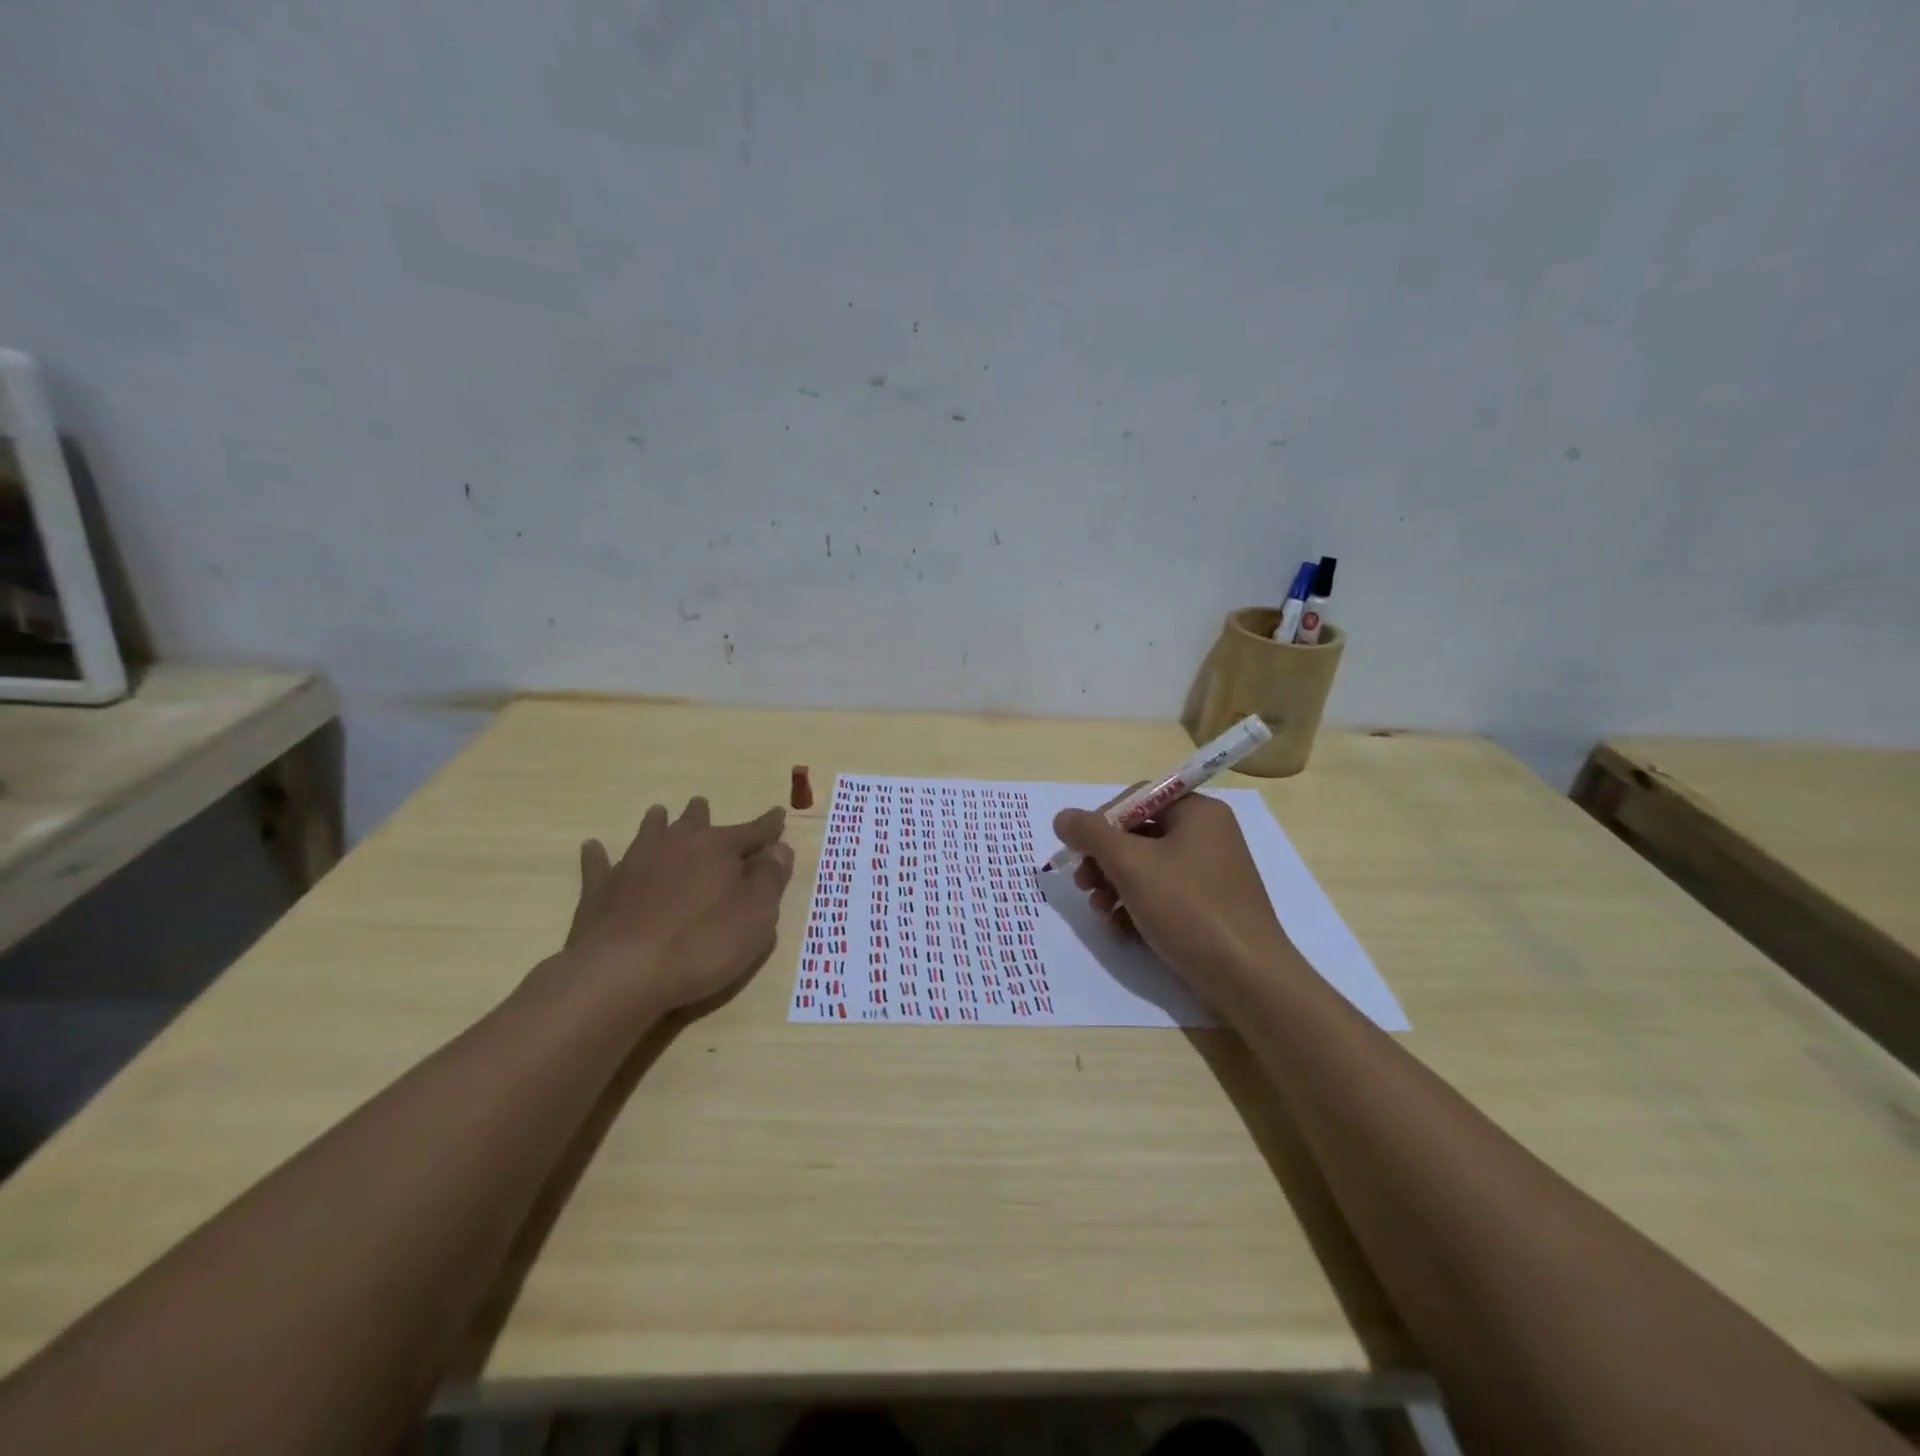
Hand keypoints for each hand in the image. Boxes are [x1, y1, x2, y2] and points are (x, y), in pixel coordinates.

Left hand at [563, 797, 794, 1014]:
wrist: (623, 972)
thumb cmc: (703, 944)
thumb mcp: (756, 916)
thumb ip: (770, 879)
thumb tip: (780, 849)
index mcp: (718, 848)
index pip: (752, 832)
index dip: (768, 826)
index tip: (778, 814)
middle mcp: (676, 845)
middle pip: (694, 822)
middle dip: (703, 815)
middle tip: (703, 805)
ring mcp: (634, 864)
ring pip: (649, 833)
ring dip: (657, 823)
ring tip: (658, 812)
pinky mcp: (601, 890)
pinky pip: (599, 864)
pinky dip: (598, 855)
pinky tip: (593, 846)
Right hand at [1052, 793, 1296, 1003]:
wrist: (1247, 978)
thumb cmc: (1188, 908)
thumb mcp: (1131, 865)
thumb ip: (1091, 834)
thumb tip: (1062, 817)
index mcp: (1197, 812)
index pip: (1137, 798)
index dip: (1101, 821)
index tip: (1079, 851)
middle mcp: (1207, 836)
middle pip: (1138, 835)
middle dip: (1104, 860)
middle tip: (1083, 885)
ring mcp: (1210, 874)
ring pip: (1146, 868)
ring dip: (1114, 886)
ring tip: (1100, 912)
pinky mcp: (1208, 907)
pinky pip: (1162, 895)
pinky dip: (1136, 908)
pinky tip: (1120, 931)